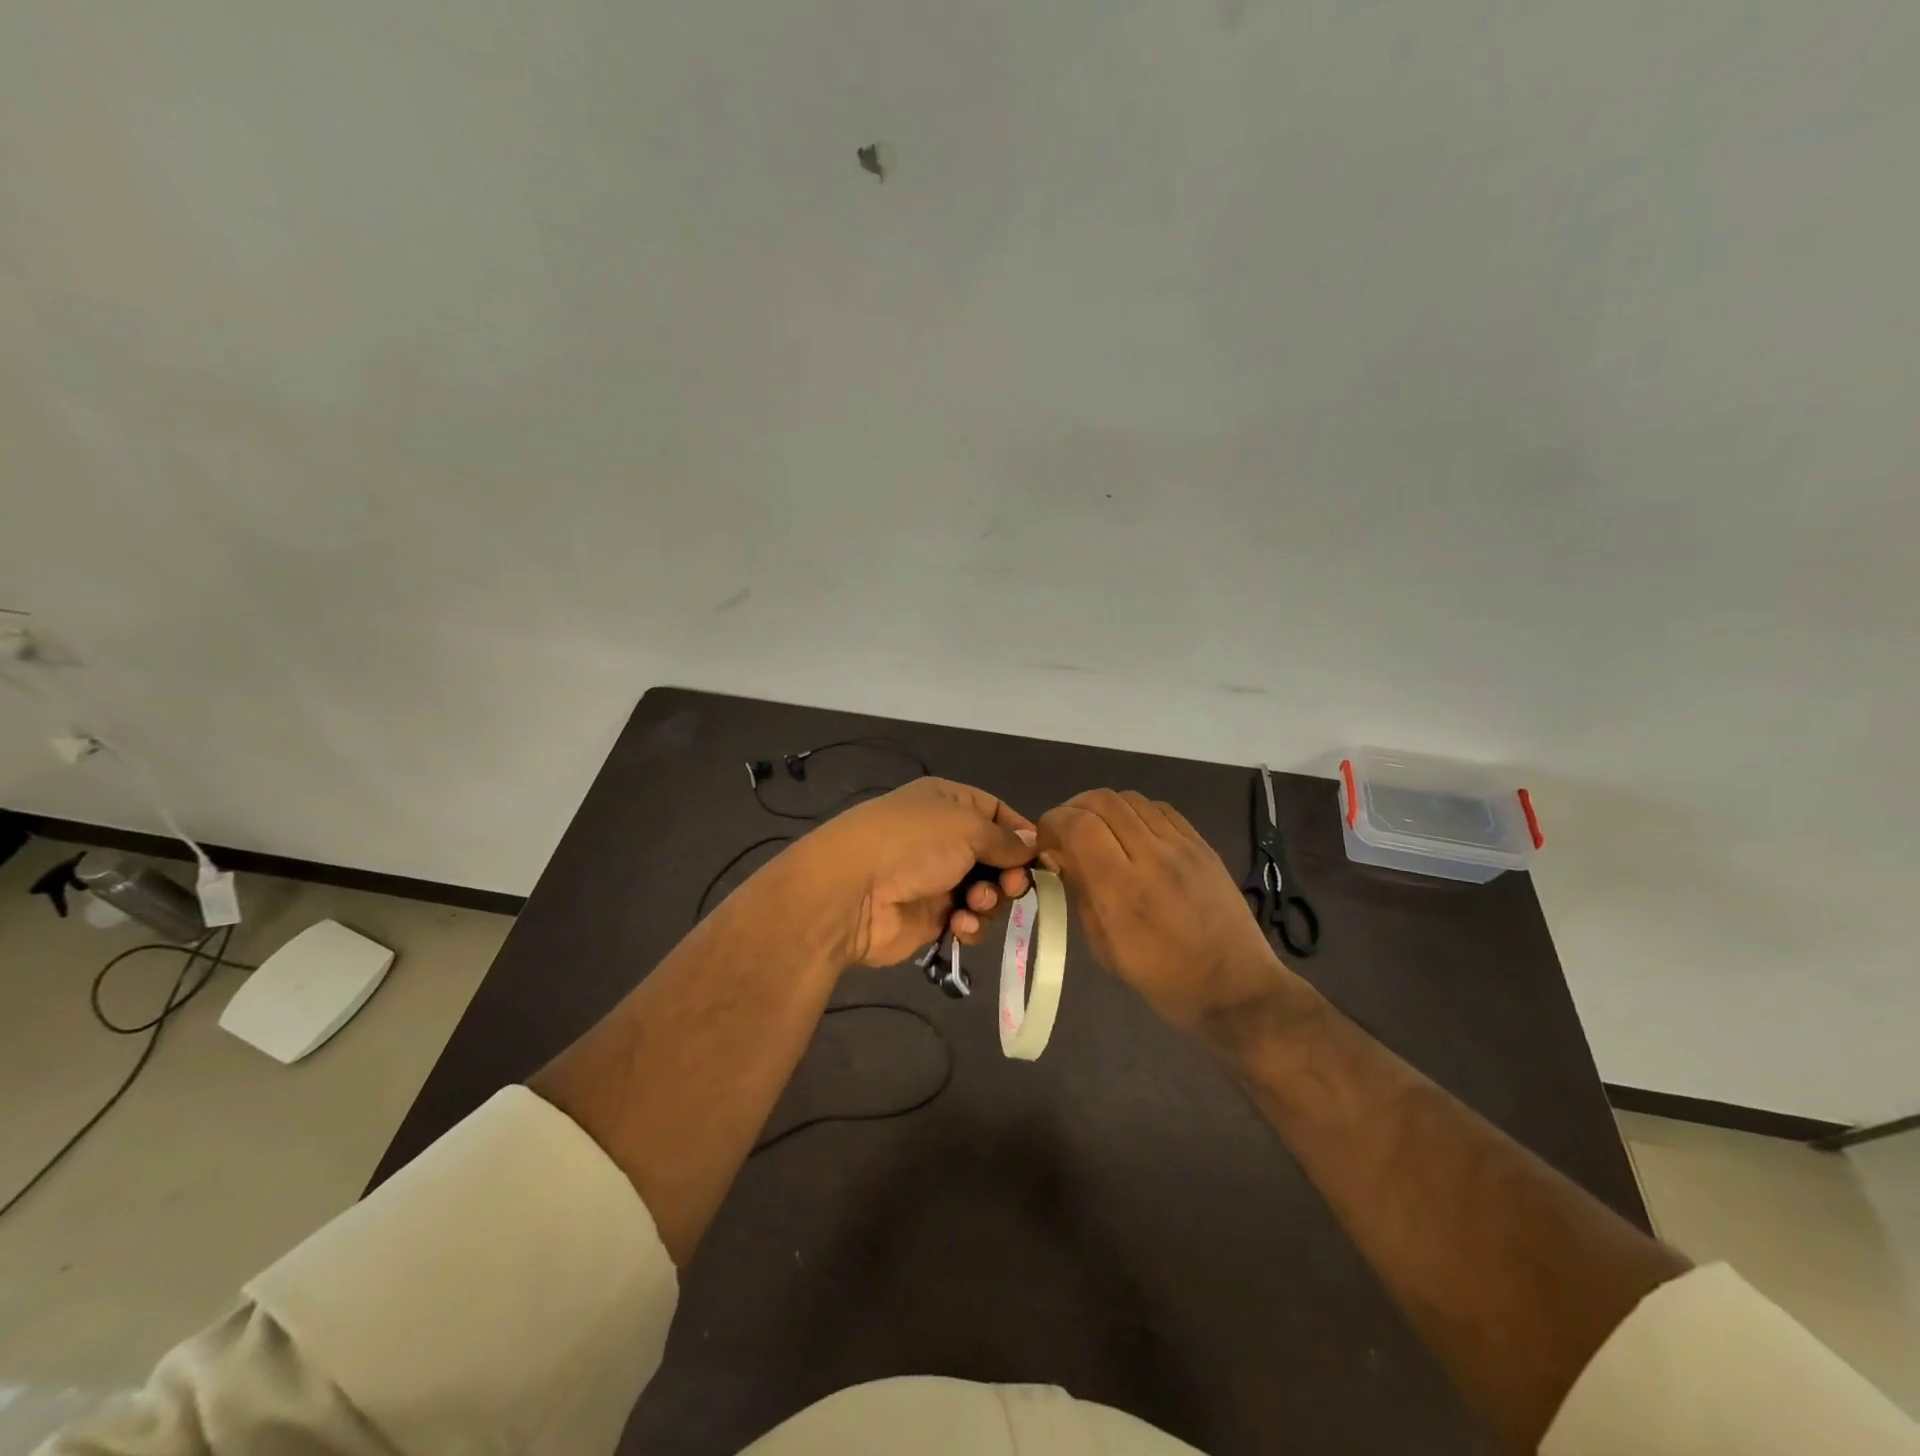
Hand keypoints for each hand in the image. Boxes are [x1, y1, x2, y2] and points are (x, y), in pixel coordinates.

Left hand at [781, 778, 1036, 967]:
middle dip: (1008, 873)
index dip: (1021, 834)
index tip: (1042, 858)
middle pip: (996, 857)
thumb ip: (1005, 839)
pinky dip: (971, 924)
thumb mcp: (967, 827)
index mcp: (948, 803)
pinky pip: (968, 920)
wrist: (851, 893)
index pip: (997, 812)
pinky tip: (960, 924)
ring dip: (988, 900)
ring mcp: (937, 879)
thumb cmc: (913, 843)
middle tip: (1010, 886)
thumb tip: (1032, 844)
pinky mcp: (931, 917)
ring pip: (986, 892)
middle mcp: (943, 838)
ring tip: (974, 903)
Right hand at [1037, 789, 1291, 1032]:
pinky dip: (1135, 813)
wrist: (1236, 988)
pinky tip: (1132, 835)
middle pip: (1102, 801)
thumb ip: (1079, 893)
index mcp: (1122, 890)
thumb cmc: (1163, 979)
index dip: (1052, 823)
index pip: (1078, 826)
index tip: (1045, 842)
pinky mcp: (1202, 844)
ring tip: (1098, 832)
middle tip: (1067, 834)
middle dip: (1073, 809)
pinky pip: (1160, 808)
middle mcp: (1152, 857)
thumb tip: (1056, 856)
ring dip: (1103, 809)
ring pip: (1130, 798)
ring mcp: (1182, 846)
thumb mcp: (1104, 948)